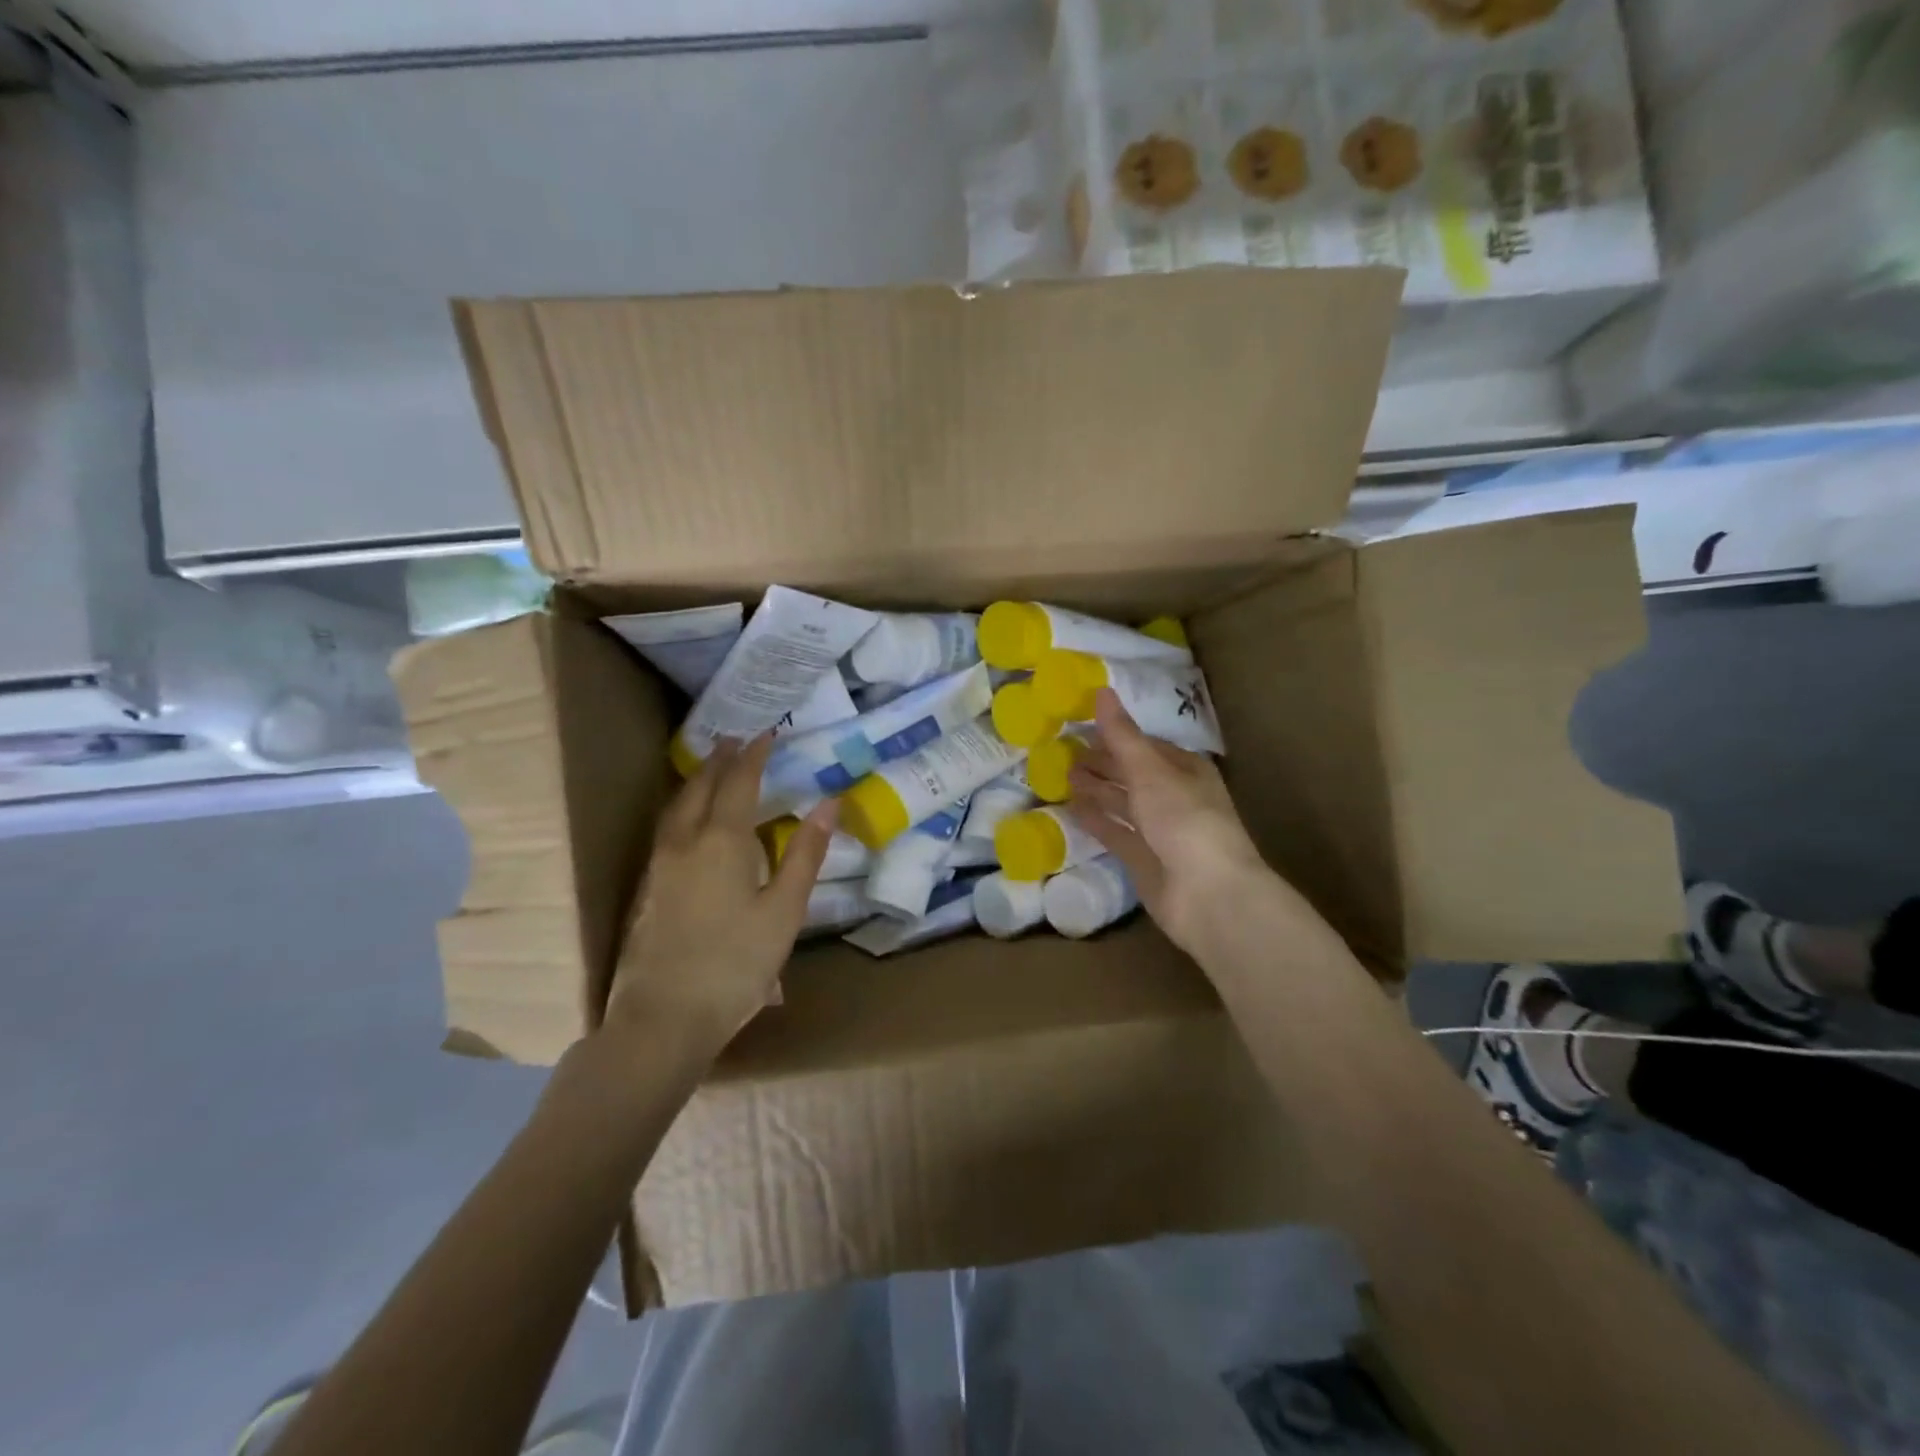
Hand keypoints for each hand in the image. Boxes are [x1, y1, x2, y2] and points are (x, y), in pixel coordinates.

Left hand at [606, 733, 836, 1054]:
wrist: (663, 1019)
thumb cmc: (735, 964)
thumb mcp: (784, 910)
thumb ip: (805, 854)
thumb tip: (829, 803)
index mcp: (721, 842)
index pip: (739, 783)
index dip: (755, 755)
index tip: (767, 733)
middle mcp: (684, 843)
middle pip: (700, 788)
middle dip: (720, 760)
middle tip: (735, 740)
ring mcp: (659, 867)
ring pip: (676, 808)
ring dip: (696, 781)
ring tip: (710, 770)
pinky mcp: (647, 891)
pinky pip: (666, 829)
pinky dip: (682, 809)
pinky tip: (688, 824)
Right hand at [1066, 689, 1269, 957]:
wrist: (1208, 895)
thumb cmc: (1184, 820)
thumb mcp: (1149, 771)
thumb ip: (1122, 735)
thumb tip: (1101, 690)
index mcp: (1186, 770)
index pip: (1145, 745)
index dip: (1115, 735)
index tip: (1080, 726)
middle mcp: (1174, 797)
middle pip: (1132, 774)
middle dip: (1102, 762)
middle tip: (1063, 751)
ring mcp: (1159, 831)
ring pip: (1122, 803)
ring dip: (1095, 789)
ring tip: (1062, 774)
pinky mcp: (1144, 860)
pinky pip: (1114, 832)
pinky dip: (1094, 819)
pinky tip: (1071, 808)